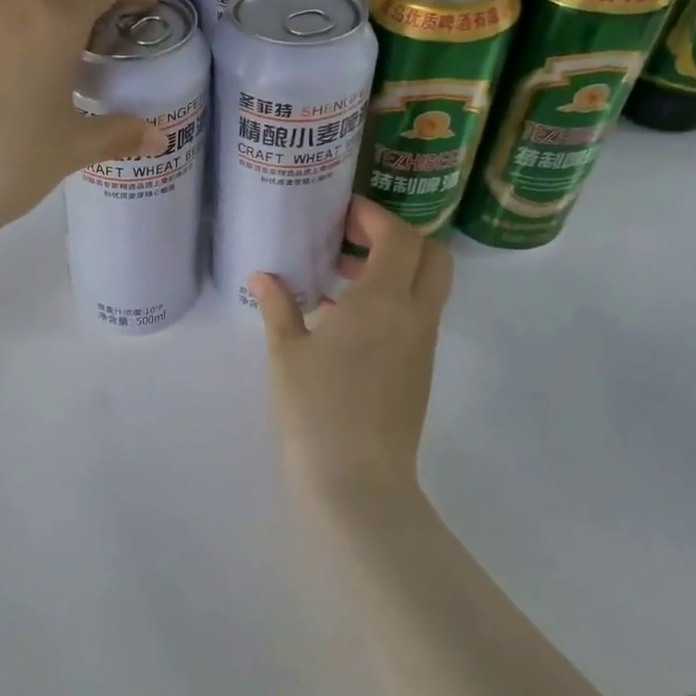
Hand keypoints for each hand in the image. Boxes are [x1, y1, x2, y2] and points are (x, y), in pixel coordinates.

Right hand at [252, 199, 453, 515]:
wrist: (358, 482)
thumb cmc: (316, 408)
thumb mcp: (286, 352)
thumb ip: (278, 306)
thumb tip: (262, 276)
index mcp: (383, 301)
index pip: (400, 238)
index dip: (375, 217)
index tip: (343, 214)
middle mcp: (414, 316)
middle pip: (432, 255)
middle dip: (398, 238)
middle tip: (353, 241)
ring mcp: (423, 345)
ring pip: (428, 287)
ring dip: (395, 270)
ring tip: (341, 278)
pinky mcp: (421, 370)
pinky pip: (417, 317)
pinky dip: (392, 301)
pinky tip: (344, 322)